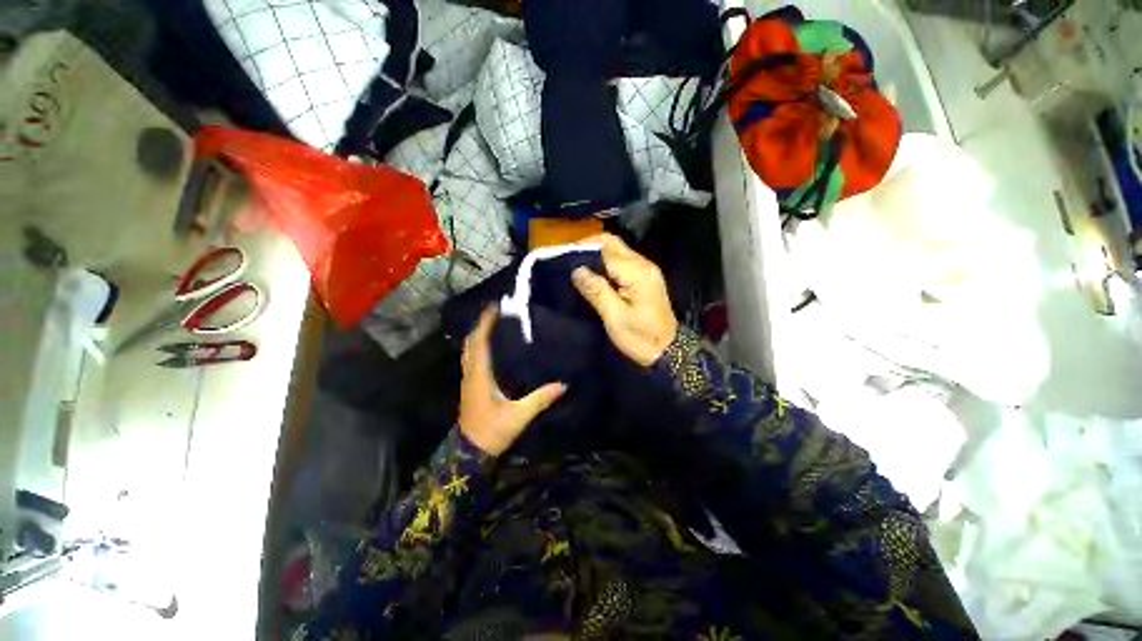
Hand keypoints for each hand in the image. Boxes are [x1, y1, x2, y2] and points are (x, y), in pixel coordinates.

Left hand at [458, 307, 566, 455]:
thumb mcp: (519, 416)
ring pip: (468, 351)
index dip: (485, 324)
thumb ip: (540, 399)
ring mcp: (468, 380)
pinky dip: (477, 347)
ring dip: (478, 336)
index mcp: (479, 376)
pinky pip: (471, 359)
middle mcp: (470, 374)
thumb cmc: (492, 432)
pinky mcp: (470, 387)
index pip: (479, 343)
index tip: (494, 308)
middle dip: (480, 325)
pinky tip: (490, 348)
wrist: (470, 453)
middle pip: (470, 343)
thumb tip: (563, 385)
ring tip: (493, 325)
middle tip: (496, 313)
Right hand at [572, 233, 678, 366]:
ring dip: (597, 256)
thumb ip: (596, 291)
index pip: (606, 247)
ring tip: (577, 269)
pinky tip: (594, 277)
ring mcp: (646, 270)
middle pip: (613, 244)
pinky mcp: (644, 278)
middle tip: (568, 261)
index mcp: (636, 272)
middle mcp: (643, 264)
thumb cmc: (641, 337)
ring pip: (617, 251)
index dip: (584, 248)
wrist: (667, 350)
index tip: (564, 256)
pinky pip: (622, 263)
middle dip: (589, 248)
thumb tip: (577, 270)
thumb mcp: (615, 317)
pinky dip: (606, 265)